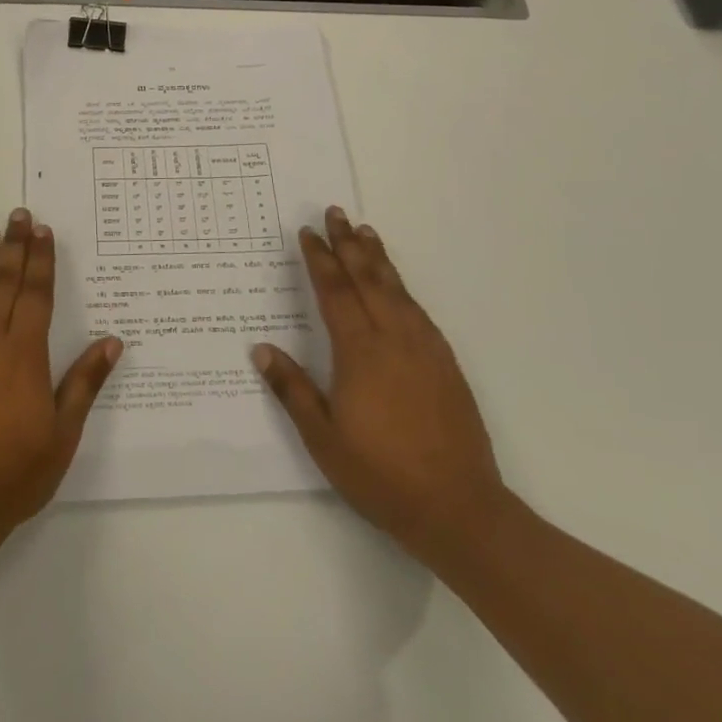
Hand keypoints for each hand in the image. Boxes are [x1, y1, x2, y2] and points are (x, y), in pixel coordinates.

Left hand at [0, 209, 123, 545]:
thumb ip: (84, 383)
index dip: (40, 260)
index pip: (35, 294)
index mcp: (24, 354)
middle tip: (17, 215)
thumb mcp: (63, 434)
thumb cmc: (14, 473)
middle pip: (3, 284)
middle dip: (13, 247)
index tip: (42, 230)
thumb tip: (113, 341)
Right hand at [253, 207, 506, 562]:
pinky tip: (397, 285)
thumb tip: (261, 348)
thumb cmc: (381, 474)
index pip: (335, 292)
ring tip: (365, 231)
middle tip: (335, 213)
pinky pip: (419, 310)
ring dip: (378, 258)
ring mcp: (425, 349)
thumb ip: (291, 388)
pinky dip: (403, 287)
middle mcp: (394, 339)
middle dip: (348, 244)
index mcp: (360, 352)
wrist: (459, 509)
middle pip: (367, 278)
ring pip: (397, 289)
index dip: (319, 260)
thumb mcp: (323, 438)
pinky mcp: (446, 363)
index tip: (307, 232)